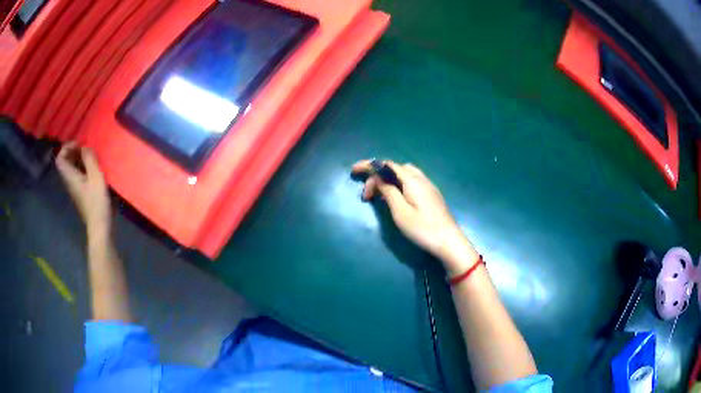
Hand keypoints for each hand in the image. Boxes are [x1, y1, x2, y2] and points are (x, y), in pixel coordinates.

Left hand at [56, 143, 111, 235]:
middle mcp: (69, 182)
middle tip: (86, 149)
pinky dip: (83, 168)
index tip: (79, 145)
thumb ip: (89, 159)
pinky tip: (93, 169)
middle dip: (74, 152)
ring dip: (79, 160)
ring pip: (72, 169)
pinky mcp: (81, 194)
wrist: (100, 227)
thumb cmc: (97, 202)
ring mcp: (75, 189)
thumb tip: (85, 147)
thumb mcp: (96, 177)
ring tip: (91, 157)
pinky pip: (78, 175)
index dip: (67, 148)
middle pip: (65, 163)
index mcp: (70, 177)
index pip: (60, 159)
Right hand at [352, 160, 478, 274]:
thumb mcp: (400, 212)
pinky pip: (412, 180)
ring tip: (380, 194)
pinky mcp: (432, 194)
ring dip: (389, 178)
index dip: (369, 165)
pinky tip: (397, 197)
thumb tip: (378, 179)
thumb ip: (388, 192)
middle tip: (367, 193)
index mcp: (412, 180)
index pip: (387, 164)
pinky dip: (399, 183)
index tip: (354, 171)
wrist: (448, 241)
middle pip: (395, 167)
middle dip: (378, 174)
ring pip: (405, 173)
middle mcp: (421, 178)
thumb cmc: (422, 229)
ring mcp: (428, 185)